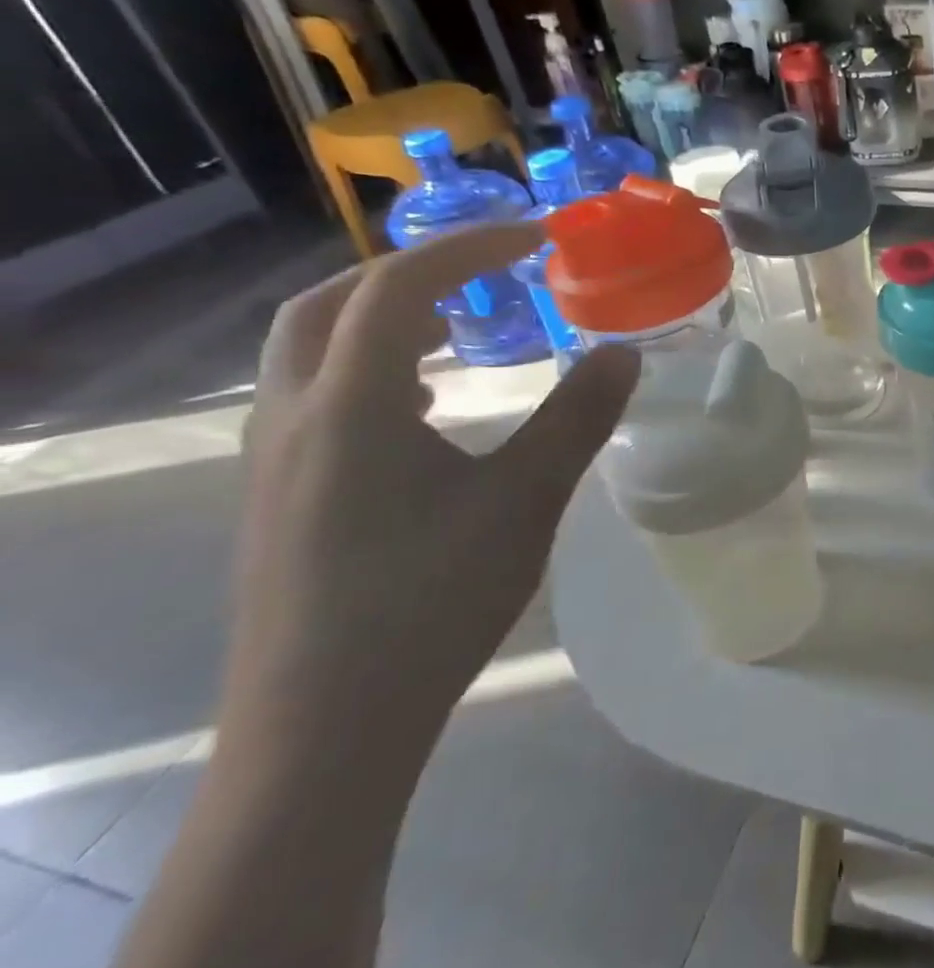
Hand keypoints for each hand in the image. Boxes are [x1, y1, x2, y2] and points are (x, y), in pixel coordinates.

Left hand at [227, 225, 638, 764]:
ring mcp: (275, 461)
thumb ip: (577, 417)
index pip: (401, 286)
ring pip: (311, 351)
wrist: (323, 729)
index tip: (538, 238)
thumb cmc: (430, 601)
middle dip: (412, 270)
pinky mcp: (278, 499)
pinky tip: (425, 411)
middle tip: (486, 272)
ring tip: (460, 329)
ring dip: (384, 318)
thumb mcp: (525, 500)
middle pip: (330, 303)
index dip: (471, 247)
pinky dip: (369, 370)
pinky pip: (315, 398)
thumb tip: (624, 354)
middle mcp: (295, 417)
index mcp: (351, 404)